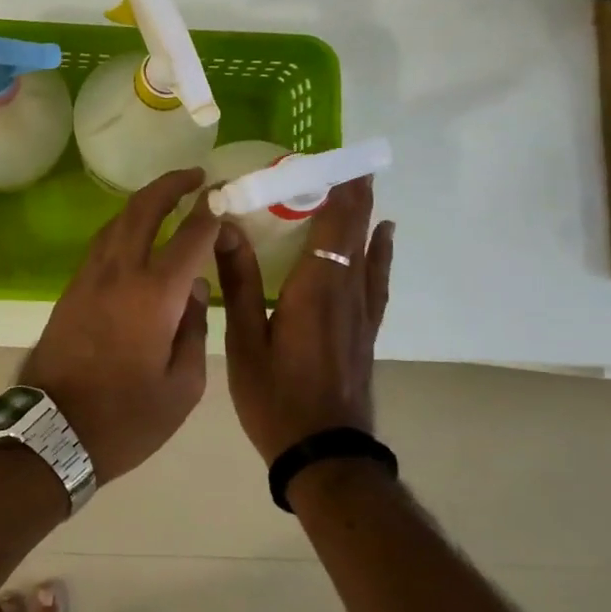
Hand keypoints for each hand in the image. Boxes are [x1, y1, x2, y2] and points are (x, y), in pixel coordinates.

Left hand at [19, 168, 219, 483]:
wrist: (52, 431)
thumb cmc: (126, 419)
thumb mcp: (182, 388)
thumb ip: (195, 330)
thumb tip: (195, 290)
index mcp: (154, 295)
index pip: (190, 237)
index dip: (211, 213)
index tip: (225, 200)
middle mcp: (120, 273)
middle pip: (143, 210)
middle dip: (171, 185)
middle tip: (196, 176)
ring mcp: (89, 278)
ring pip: (116, 221)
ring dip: (143, 202)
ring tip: (168, 198)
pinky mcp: (71, 290)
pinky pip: (102, 243)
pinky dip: (124, 226)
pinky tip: (136, 235)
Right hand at [215, 177, 394, 463]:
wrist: (324, 454)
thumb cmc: (276, 398)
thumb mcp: (244, 342)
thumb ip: (239, 282)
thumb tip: (226, 228)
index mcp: (314, 289)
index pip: (332, 224)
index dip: (336, 189)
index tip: (335, 157)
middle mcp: (344, 292)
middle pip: (355, 231)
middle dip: (354, 193)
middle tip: (349, 160)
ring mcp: (360, 313)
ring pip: (369, 250)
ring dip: (366, 215)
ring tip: (363, 185)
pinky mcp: (365, 331)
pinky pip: (376, 277)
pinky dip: (380, 251)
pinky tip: (384, 239)